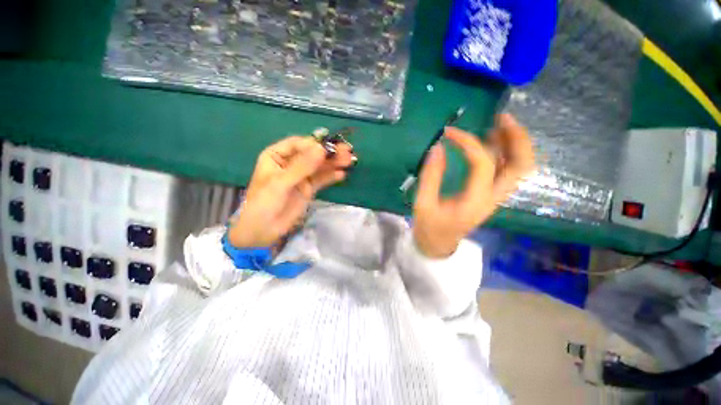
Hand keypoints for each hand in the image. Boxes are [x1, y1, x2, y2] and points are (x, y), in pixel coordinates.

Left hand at [228, 136, 354, 247]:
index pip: (298, 144)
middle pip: (312, 154)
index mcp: (277, 156)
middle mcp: (290, 163)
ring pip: (320, 167)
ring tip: (350, 160)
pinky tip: (342, 174)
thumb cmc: (264, 203)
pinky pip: (322, 180)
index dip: (314, 145)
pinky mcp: (309, 188)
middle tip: (347, 151)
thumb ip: (302, 166)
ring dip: (334, 163)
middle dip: (329, 153)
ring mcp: (301, 176)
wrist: (263, 230)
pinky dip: (332, 177)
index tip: (330, 148)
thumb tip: (322, 149)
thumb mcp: (281, 183)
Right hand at [413, 114, 533, 257]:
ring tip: (498, 124)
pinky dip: (507, 153)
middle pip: (521, 166)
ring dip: (515, 143)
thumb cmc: (429, 227)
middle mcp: (493, 199)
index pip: (483, 165)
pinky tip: (492, 142)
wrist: (439, 244)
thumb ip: (430, 176)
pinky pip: (508, 171)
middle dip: (516, 138)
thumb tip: (437, 147)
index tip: (449, 133)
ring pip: (520, 168)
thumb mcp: (423, 204)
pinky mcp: (491, 195)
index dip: (468, 143)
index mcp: (475, 202)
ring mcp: (495, 197)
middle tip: (500, 118)